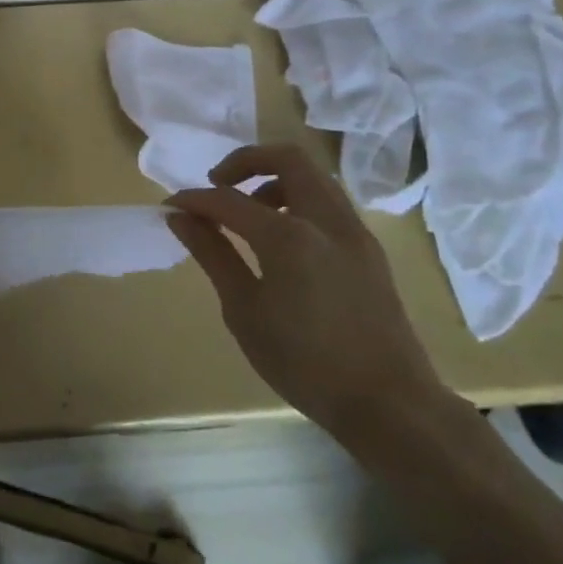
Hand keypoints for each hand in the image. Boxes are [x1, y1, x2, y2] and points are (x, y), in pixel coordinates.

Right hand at [166, 144, 447, 442]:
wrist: (391, 405)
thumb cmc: (305, 364)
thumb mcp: (244, 311)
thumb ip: (213, 255)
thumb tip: (180, 218)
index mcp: (289, 237)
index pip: (228, 199)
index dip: (194, 199)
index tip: (171, 208)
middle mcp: (325, 220)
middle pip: (285, 158)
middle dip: (244, 161)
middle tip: (217, 185)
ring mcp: (354, 232)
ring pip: (313, 176)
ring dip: (274, 180)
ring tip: (249, 214)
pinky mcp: (369, 249)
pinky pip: (329, 202)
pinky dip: (299, 200)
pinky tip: (282, 239)